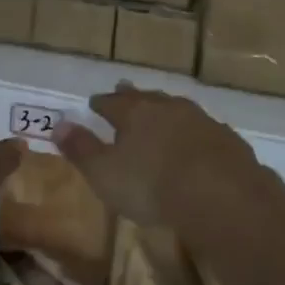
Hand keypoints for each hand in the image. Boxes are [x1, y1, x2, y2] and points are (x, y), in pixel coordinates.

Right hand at [54, 84, 261, 229]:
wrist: (220, 194)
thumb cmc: (151, 185)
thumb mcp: (105, 173)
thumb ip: (81, 149)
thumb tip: (58, 124)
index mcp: (135, 113)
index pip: (112, 103)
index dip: (101, 103)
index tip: (94, 102)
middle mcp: (168, 108)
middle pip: (146, 98)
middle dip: (133, 96)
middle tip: (124, 90)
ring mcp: (201, 120)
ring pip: (177, 108)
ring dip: (165, 109)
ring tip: (160, 110)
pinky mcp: (226, 138)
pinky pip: (203, 128)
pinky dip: (194, 131)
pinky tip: (197, 139)